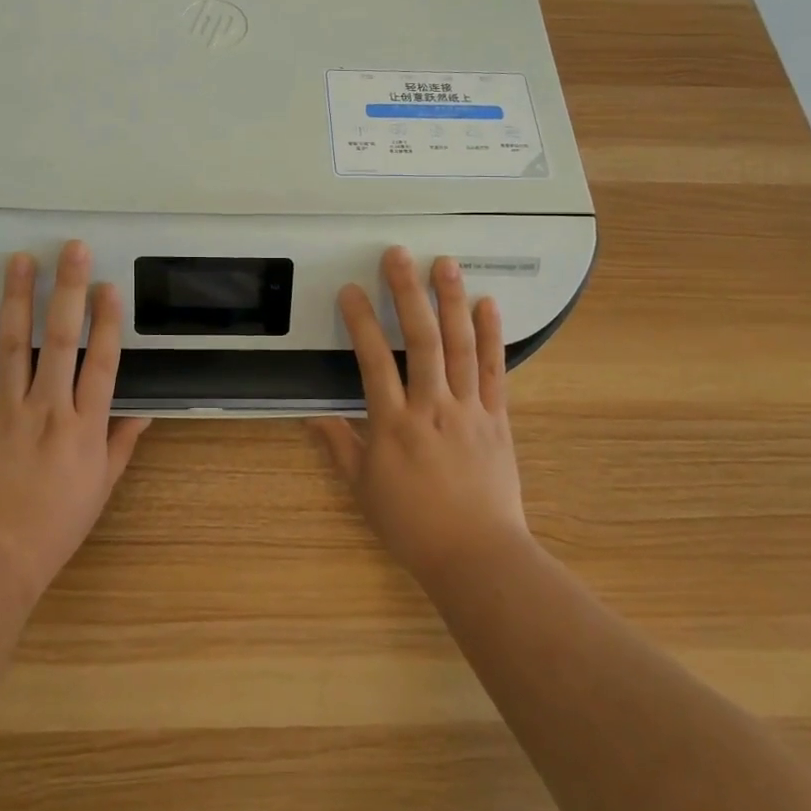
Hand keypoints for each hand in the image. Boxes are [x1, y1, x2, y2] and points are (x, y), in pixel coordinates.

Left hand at [0, 241, 149, 606]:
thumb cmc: (54, 525)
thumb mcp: (101, 488)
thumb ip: (122, 444)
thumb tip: (145, 412)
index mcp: (85, 427)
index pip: (102, 363)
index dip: (108, 321)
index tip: (110, 286)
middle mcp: (48, 409)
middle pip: (62, 339)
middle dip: (68, 290)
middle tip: (71, 250)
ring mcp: (5, 410)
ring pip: (15, 344)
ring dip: (19, 298)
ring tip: (20, 259)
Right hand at [309, 247, 530, 585]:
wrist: (477, 556)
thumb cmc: (412, 525)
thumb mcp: (364, 489)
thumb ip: (339, 446)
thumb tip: (312, 417)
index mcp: (393, 424)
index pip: (372, 361)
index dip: (361, 322)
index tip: (351, 290)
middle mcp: (432, 407)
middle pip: (420, 340)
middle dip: (408, 293)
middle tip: (398, 254)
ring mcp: (469, 409)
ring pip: (460, 346)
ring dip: (451, 301)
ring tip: (444, 263)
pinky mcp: (497, 418)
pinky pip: (494, 370)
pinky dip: (492, 335)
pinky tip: (487, 304)